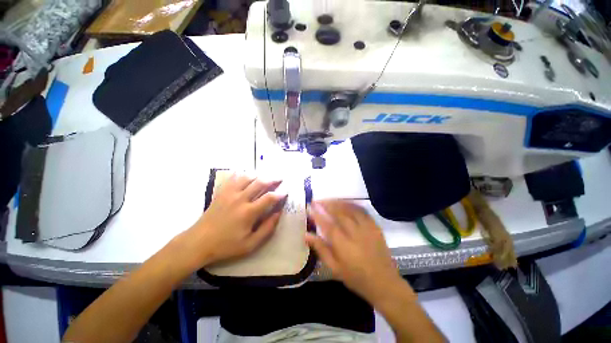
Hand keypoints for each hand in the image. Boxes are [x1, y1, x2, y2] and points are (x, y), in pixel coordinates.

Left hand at [175, 173, 285, 271]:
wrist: (199, 242)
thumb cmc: (226, 245)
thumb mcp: (250, 244)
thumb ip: (267, 229)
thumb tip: (278, 213)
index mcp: (249, 212)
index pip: (269, 198)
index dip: (280, 193)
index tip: (286, 192)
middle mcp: (240, 199)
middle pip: (260, 182)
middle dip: (273, 179)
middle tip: (280, 178)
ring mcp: (230, 193)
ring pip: (248, 177)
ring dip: (259, 175)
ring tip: (266, 176)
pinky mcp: (222, 192)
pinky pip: (233, 177)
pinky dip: (242, 173)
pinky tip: (247, 173)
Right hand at [305, 200, 404, 301]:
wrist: (384, 283)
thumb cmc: (356, 277)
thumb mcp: (334, 268)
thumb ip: (320, 249)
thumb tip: (306, 235)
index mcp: (343, 245)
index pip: (327, 225)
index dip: (317, 214)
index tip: (309, 207)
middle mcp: (355, 233)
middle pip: (339, 213)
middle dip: (326, 204)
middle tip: (317, 200)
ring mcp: (366, 228)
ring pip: (350, 209)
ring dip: (338, 202)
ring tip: (328, 200)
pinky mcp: (375, 226)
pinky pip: (362, 210)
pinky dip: (352, 204)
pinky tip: (345, 203)